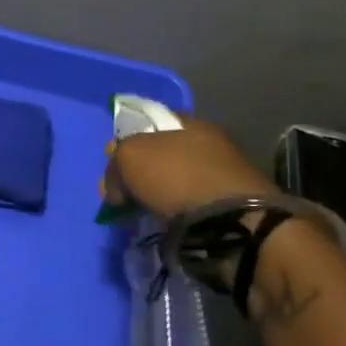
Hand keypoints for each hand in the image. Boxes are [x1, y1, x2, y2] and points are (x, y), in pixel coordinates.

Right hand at [103, 115, 276, 218]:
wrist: (233, 223)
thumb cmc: (179, 178)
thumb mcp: (131, 158)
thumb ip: (116, 162)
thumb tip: (114, 184)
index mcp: (191, 123)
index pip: (151, 122)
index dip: (127, 140)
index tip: (112, 163)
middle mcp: (212, 143)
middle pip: (164, 153)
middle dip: (141, 172)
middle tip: (121, 194)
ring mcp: (225, 176)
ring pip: (178, 180)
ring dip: (159, 194)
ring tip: (142, 213)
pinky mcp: (233, 208)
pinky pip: (193, 205)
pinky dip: (177, 213)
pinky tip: (166, 223)